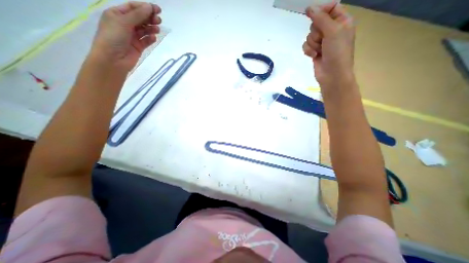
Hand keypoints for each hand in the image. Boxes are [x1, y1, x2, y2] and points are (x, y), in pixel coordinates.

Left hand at [90, 2, 161, 71]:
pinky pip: (145, 41)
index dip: (144, 7)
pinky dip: (150, 39)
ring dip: (151, 28)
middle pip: (140, 19)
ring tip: (157, 29)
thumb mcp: (123, 22)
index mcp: (117, 15)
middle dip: (149, 18)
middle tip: (159, 20)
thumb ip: (138, 15)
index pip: (132, 8)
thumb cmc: (113, 37)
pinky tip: (153, 38)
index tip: (157, 9)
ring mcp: (132, 37)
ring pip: (144, 30)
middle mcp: (124, 24)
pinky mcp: (138, 47)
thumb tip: (149, 7)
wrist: (113, 59)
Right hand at [304, 3, 354, 87]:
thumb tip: (309, 8)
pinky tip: (314, 56)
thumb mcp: (332, 31)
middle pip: (316, 23)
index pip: (330, 7)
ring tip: (319, 51)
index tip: (315, 17)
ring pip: (309, 35)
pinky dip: (308, 51)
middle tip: (322, 40)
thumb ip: (320, 18)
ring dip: (312, 44)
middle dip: (316, 33)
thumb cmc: (337, 52)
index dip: (321, 11)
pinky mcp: (314, 51)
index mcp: (342, 21)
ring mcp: (322, 42)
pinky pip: (306, 46)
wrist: (332, 74)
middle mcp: (331, 30)